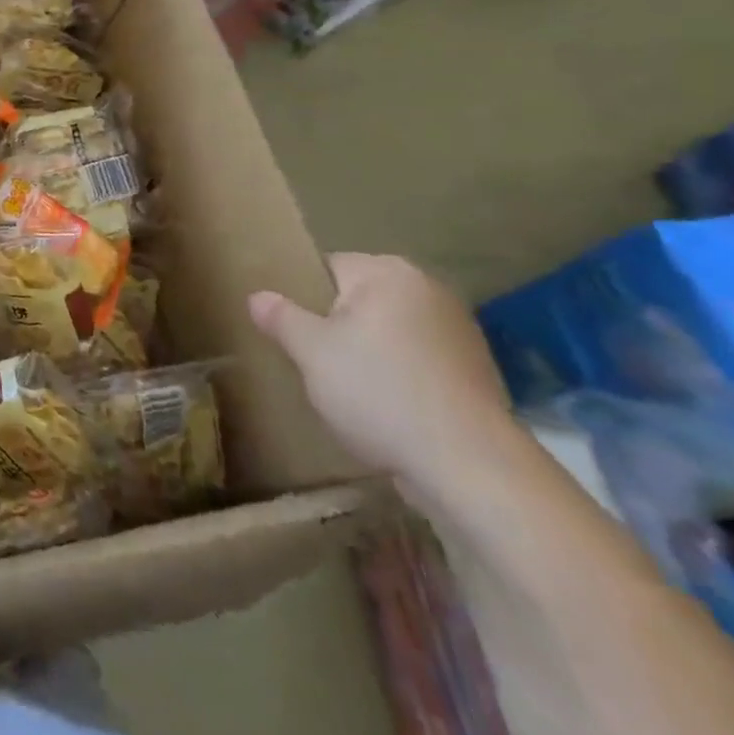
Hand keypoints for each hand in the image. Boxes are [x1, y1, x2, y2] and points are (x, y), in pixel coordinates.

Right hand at [249, 253, 515, 497]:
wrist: (470, 466)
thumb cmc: (379, 392)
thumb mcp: (311, 353)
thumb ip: (280, 318)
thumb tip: (257, 296)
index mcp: (387, 272)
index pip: (326, 268)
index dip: (302, 299)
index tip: (290, 333)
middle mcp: (428, 289)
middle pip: (358, 300)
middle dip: (334, 328)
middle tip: (312, 363)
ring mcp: (459, 331)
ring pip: (388, 332)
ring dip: (367, 353)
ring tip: (347, 391)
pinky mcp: (475, 371)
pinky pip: (416, 361)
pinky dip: (398, 376)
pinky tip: (386, 409)